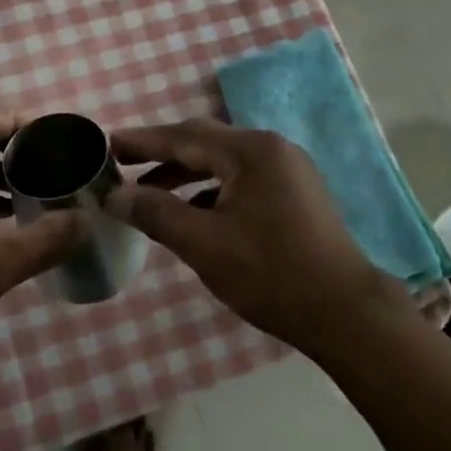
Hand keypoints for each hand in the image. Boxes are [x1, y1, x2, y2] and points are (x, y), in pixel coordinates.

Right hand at [109, 119, 409, 355]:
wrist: (345, 313)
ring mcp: (287, 171)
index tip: (106, 144)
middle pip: (204, 143)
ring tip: (147, 193)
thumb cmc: (271, 274)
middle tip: (121, 164)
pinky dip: (210, 191)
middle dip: (161, 154)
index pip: (184, 136)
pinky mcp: (294, 193)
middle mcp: (271, 149)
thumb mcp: (204, 244)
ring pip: (222, 163)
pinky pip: (240, 180)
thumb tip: (114, 196)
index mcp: (251, 151)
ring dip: (184, 175)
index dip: (142, 141)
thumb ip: (156, 213)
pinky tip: (190, 213)